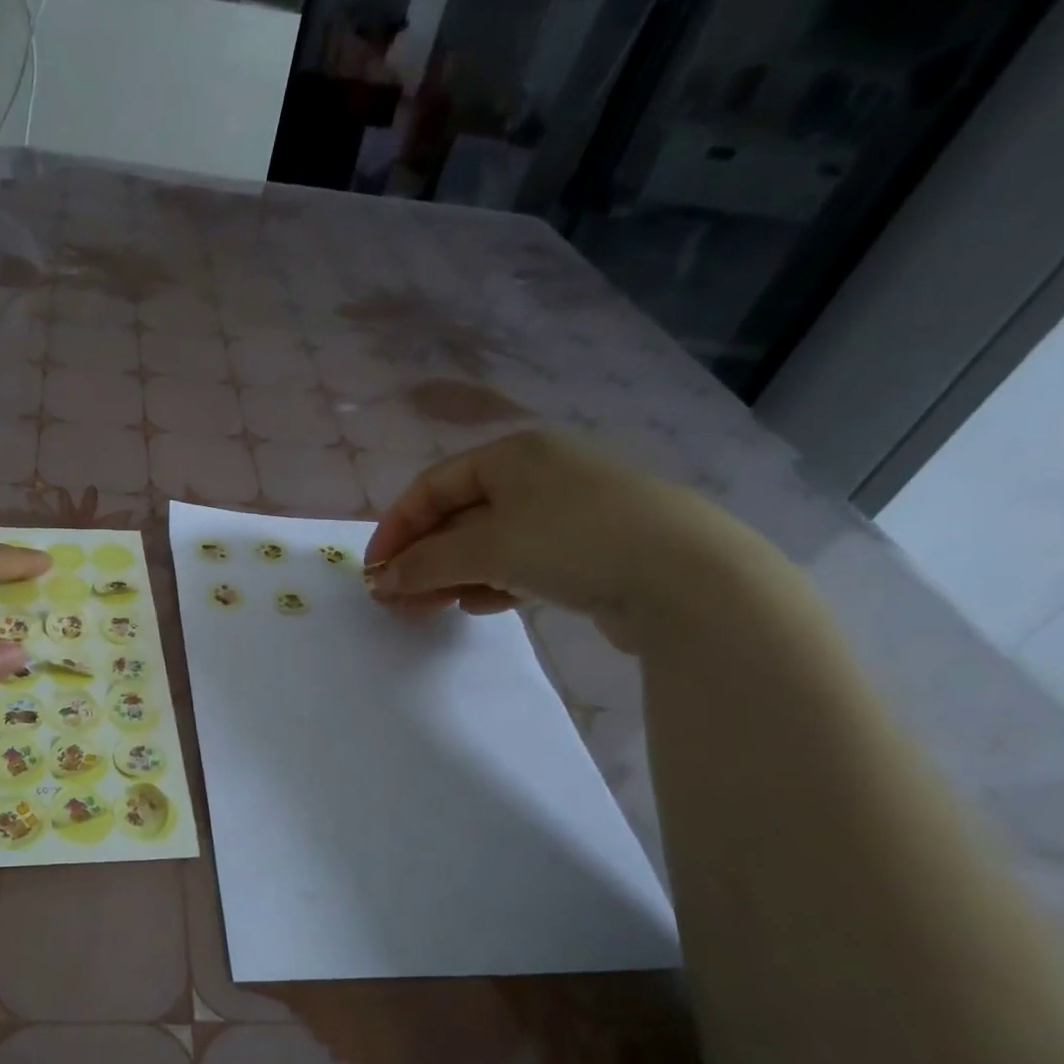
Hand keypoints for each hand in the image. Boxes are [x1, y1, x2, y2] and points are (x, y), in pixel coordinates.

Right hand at [363, 431, 774, 652]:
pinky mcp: (590, 551)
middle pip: (459, 516)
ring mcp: (568, 513)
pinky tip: (483, 605)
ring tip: (430, 610)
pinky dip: (495, 582)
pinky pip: (523, 563)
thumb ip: (426, 562)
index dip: (396, 528)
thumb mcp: (487, 547)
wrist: (688, 577)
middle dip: (422, 559)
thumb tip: (382, 581)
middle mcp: (539, 474)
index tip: (374, 571)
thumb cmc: (573, 540)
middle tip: (395, 599)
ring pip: (489, 544)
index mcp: (513, 454)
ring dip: (452, 575)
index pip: (432, 487)